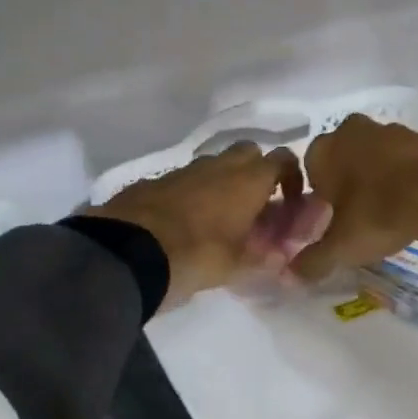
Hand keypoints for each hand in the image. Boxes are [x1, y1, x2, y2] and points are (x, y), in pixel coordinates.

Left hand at [88, 142, 306, 308]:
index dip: (292, 177)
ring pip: (215, 163)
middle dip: (256, 171)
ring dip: (223, 181)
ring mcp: (184, 169)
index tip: (289, 202)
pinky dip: (193, 191)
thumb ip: (265, 258)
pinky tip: (185, 221)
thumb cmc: (195, 256)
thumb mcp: (237, 266)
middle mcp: (219, 165)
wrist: (126, 251)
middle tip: (255, 205)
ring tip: (220, 217)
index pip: (283, 160)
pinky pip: (185, 178)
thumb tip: (282, 255)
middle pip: (248, 152)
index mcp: (247, 180)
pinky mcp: (155, 179)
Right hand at [291, 116, 417, 281]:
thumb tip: (291, 274)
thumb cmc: (379, 213)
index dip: (317, 197)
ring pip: (374, 155)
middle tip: (358, 214)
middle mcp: (352, 131)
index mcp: (324, 150)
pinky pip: (405, 157)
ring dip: (377, 176)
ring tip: (388, 209)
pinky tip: (415, 199)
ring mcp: (390, 129)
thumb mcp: (342, 246)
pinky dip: (406, 174)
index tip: (330, 219)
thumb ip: (313, 260)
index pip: (307, 170)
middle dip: (346, 182)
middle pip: (342, 159)